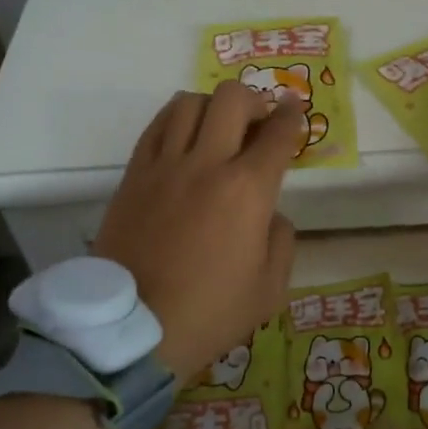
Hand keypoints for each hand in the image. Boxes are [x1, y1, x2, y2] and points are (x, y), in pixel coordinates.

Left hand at [93, 84, 301, 382]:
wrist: (134, 329)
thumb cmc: (210, 312)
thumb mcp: (270, 287)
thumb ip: (282, 239)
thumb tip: (269, 213)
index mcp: (248, 190)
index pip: (278, 134)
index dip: (292, 116)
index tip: (294, 109)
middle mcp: (207, 164)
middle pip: (232, 99)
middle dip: (254, 101)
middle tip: (258, 123)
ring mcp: (165, 166)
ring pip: (189, 103)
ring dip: (212, 107)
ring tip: (218, 128)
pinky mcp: (133, 175)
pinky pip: (156, 126)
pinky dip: (176, 119)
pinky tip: (184, 135)